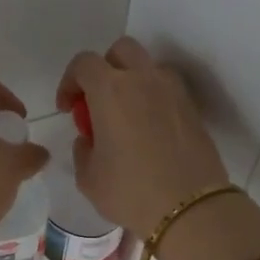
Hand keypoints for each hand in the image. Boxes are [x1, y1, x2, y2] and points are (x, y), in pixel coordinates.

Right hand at [57, 36, 229, 235]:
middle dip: (104, 69)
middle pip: (120, 51)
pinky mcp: (192, 108)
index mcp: (110, 91)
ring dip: (132, 81)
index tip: (68, 108)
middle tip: (97, 103)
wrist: (189, 208)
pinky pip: (166, 89)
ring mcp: (172, 91)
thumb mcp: (88, 178)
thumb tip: (90, 138)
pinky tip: (148, 130)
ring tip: (126, 117)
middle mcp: (143, 79)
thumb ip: (82, 149)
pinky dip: (153, 98)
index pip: (83, 64)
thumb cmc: (130, 192)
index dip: (69, 82)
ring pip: (147, 67)